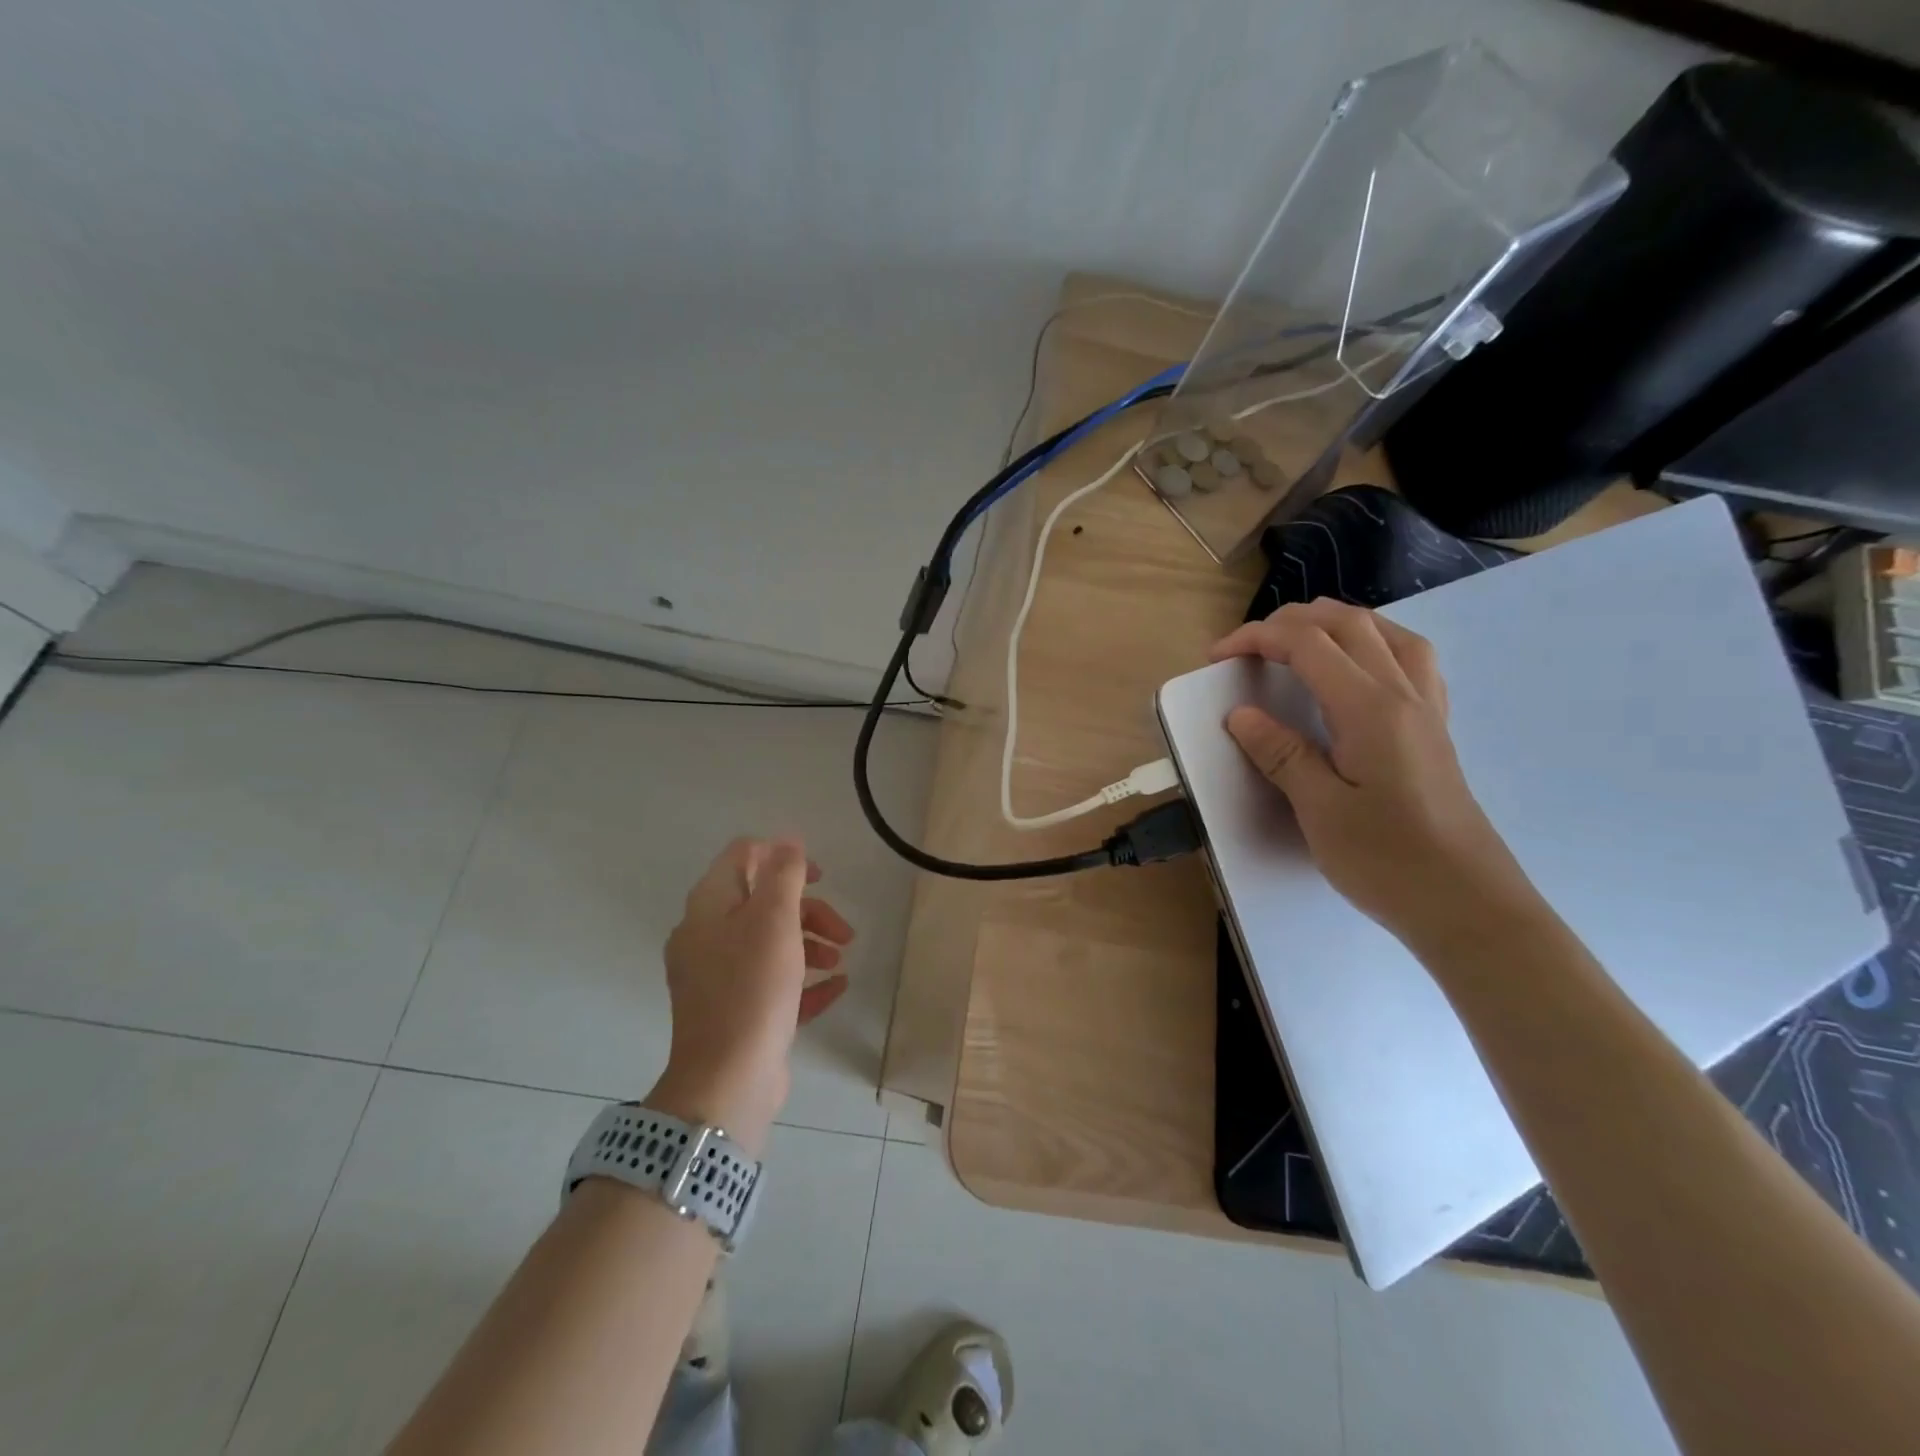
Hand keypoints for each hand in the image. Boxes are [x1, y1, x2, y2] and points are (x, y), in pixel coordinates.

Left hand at [650, 837, 854, 1155]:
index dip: (782, 856)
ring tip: (841, 962)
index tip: (820, 876)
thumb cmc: (752, 988)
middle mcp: (706, 937)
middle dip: (809, 910)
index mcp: (709, 907)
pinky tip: (836, 987)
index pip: (742, 856)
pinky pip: (772, 982)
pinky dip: (803, 979)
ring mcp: (718, 977)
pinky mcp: (734, 1011)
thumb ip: (784, 874)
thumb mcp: (774, 920)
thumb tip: (788, 840)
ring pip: (770, 943)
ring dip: (811, 944)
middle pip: (762, 902)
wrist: (727, 1080)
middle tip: (843, 931)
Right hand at [1209, 599, 1537, 946]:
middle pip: (1347, 624)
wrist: (1468, 905)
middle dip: (1290, 621)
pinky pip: (1408, 659)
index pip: (1308, 644)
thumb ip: (1281, 754)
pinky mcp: (1433, 730)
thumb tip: (1242, 715)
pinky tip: (1357, 668)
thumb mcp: (1320, 810)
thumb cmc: (1388, 861)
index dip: (1256, 638)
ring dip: (1334, 623)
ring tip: (1297, 642)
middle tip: (1247, 647)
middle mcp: (1404, 694)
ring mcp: (1426, 710)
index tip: (1217, 657)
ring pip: (1384, 632)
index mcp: (1370, 708)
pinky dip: (1372, 643)